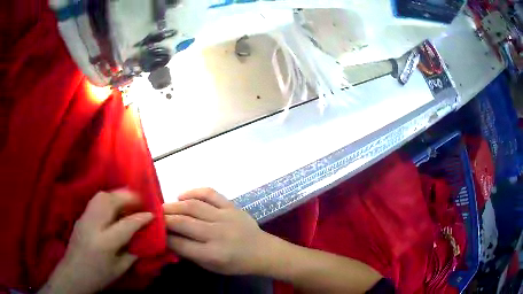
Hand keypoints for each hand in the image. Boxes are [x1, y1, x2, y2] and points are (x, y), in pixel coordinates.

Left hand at [39, 190, 153, 293]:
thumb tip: (144, 238)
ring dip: (117, 195)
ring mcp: (85, 218)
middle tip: (140, 201)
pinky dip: (108, 198)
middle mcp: (93, 225)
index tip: (152, 214)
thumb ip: (132, 252)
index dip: (141, 218)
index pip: (126, 225)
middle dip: (128, 197)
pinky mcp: (81, 216)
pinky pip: (96, 200)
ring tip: (127, 201)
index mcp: (105, 243)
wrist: (74, 273)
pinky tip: (113, 206)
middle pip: (110, 201)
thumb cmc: (99, 276)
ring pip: (101, 196)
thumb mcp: (120, 269)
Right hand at [164, 188, 269, 274]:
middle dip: (164, 219)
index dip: (164, 237)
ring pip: (193, 206)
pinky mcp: (231, 206)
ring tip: (164, 207)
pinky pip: (210, 193)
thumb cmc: (236, 263)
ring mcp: (225, 217)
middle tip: (154, 217)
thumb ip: (189, 254)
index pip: (180, 243)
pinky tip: (182, 196)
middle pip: (183, 222)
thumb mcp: (211, 267)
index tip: (155, 232)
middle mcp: (217, 234)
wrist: (262, 251)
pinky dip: (193, 191)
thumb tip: (168, 240)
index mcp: (213, 254)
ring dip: (174, 205)